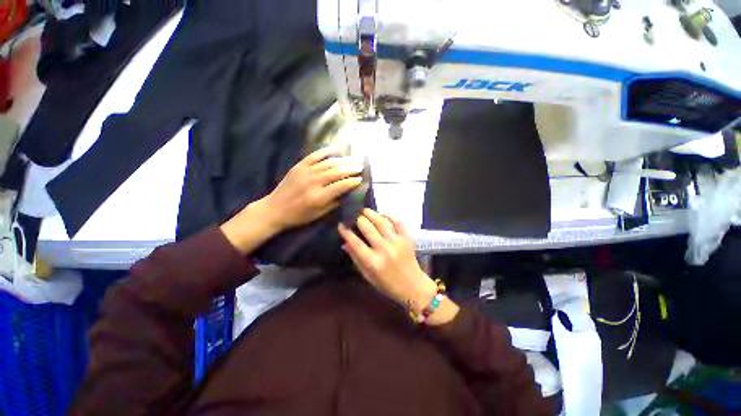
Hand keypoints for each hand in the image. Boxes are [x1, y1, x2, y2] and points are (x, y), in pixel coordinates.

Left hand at [264, 147, 362, 231]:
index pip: (340, 186)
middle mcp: (314, 182)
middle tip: (360, 166)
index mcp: (319, 197)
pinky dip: (325, 152)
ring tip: (352, 160)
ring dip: (342, 161)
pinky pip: (314, 156)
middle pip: (336, 172)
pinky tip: (335, 150)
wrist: (275, 209)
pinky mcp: (299, 166)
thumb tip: (347, 193)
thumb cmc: (299, 215)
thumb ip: (334, 203)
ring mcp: (305, 172)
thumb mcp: (319, 214)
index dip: (352, 182)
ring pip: (328, 163)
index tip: (360, 179)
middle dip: (350, 169)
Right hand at [338, 209, 458, 324]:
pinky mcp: (407, 238)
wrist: (413, 286)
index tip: (341, 225)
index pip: (356, 243)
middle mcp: (384, 249)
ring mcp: (397, 242)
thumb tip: (345, 244)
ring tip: (364, 210)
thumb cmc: (388, 285)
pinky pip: (398, 222)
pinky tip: (382, 214)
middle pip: (368, 228)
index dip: (346, 232)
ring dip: (371, 213)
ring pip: (382, 222)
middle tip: (353, 214)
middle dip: (358, 218)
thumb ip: (356, 259)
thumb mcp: (368, 276)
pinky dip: (389, 216)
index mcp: (373, 262)